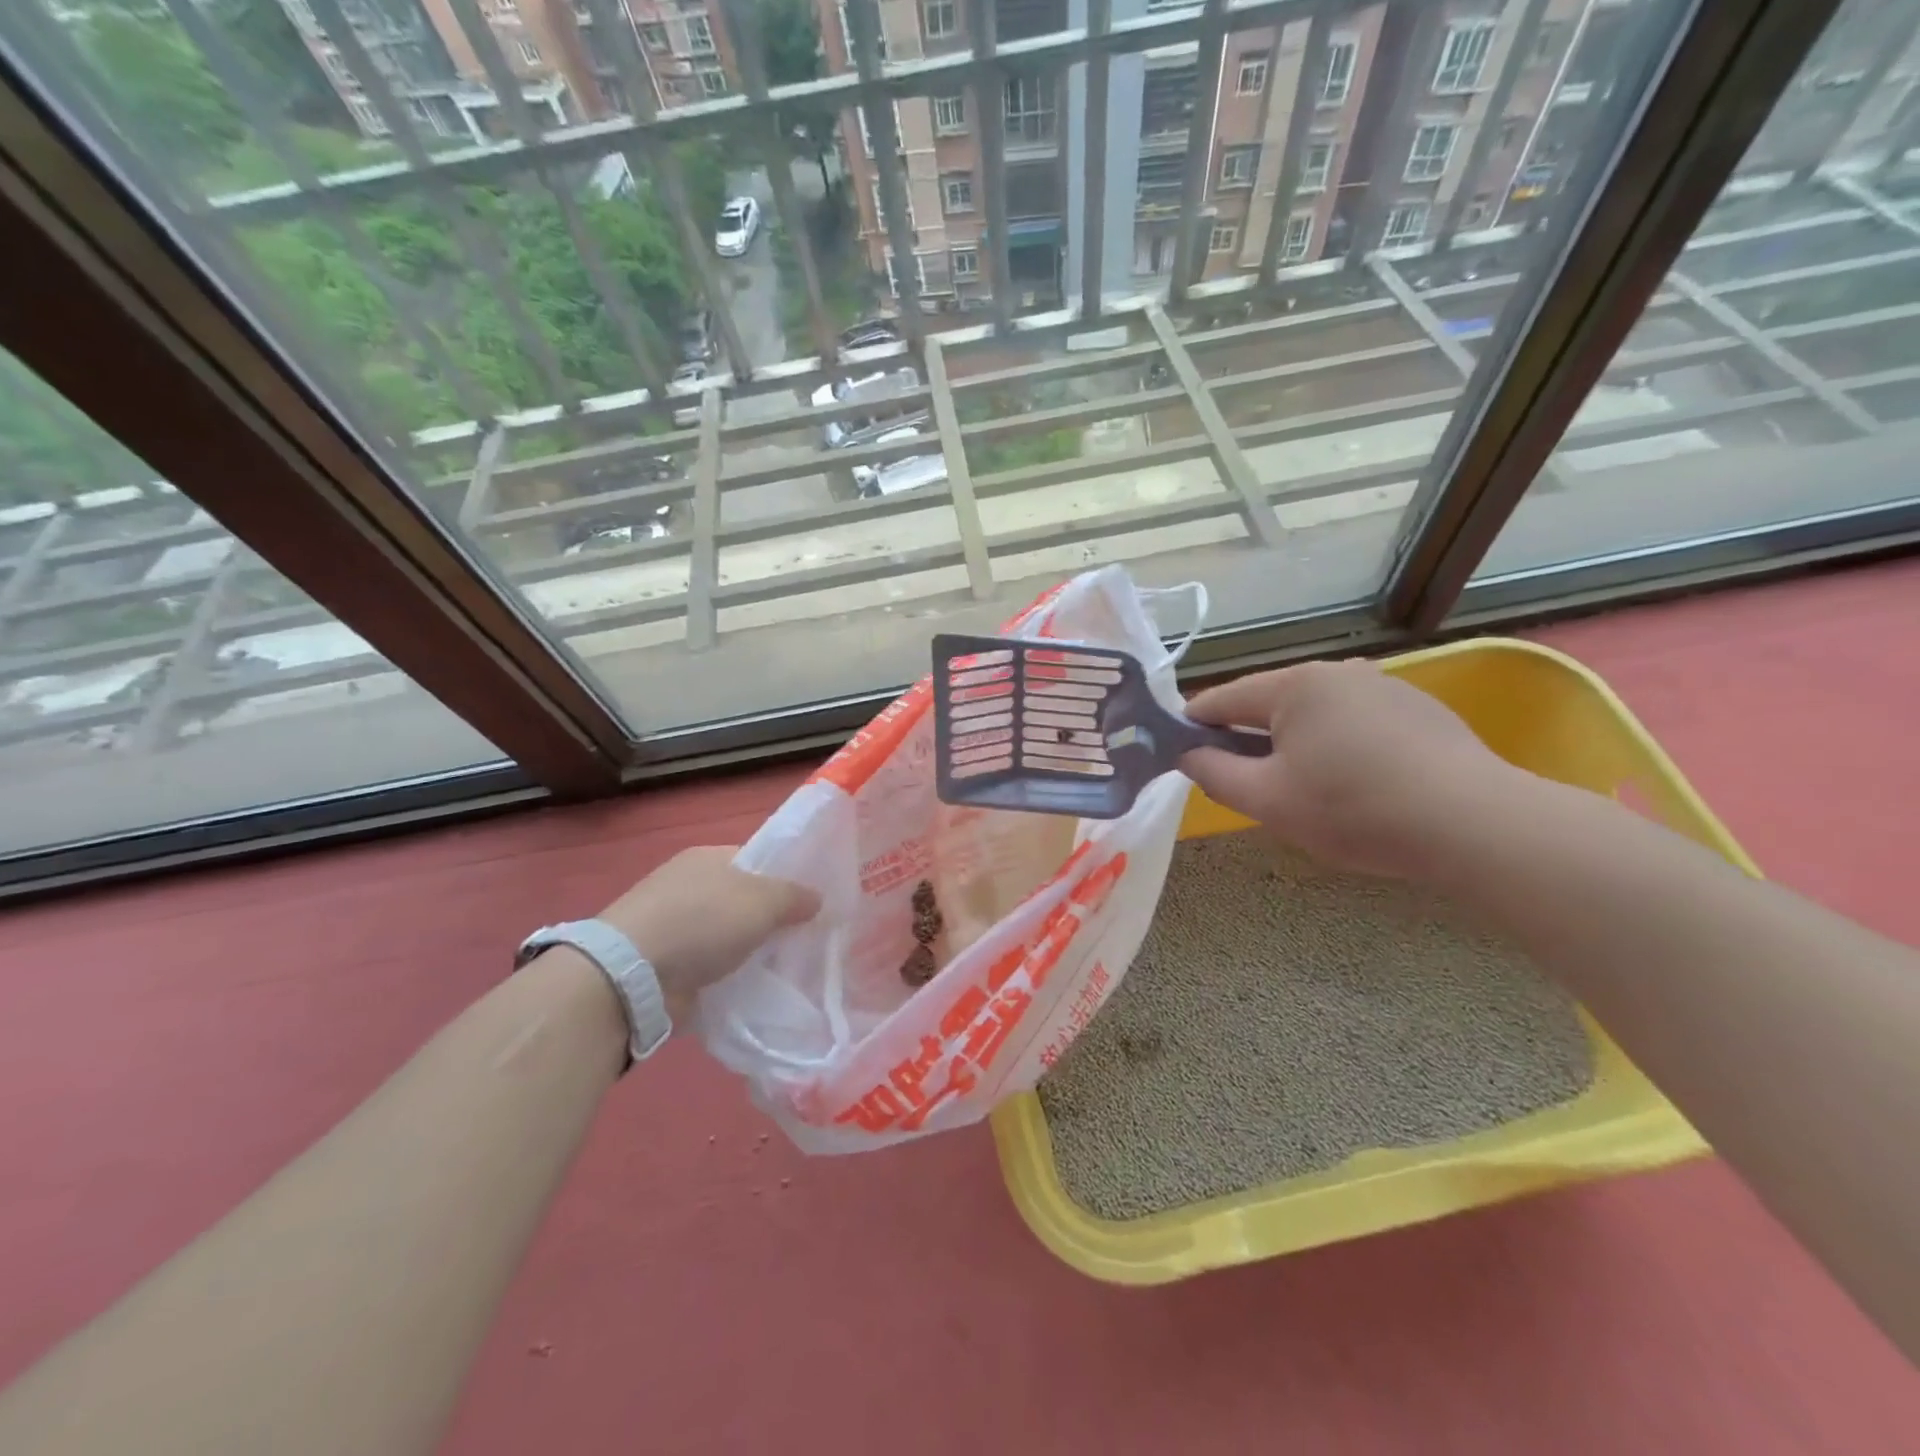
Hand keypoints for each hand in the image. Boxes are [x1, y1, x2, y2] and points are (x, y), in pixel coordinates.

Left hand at [596, 846, 819, 1017]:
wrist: (632, 976)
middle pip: (742, 900)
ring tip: (783, 970)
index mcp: (707, 858)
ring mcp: (671, 926)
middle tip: (803, 940)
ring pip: (726, 936)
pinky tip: (750, 989)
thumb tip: (816, 899)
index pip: (757, 861)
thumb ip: (795, 896)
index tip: (811, 905)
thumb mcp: (763, 900)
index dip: (786, 879)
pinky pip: (708, 966)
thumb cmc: (702, 922)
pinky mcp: (662, 965)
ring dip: (748, 952)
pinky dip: (726, 976)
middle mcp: (688, 886)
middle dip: (770, 920)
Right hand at [1179, 660, 1520, 880]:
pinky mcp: (1416, 708)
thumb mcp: (1267, 800)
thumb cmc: (1354, 810)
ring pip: (1311, 713)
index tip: (1178, 756)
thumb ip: (1213, 773)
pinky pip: (1351, 721)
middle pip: (1267, 703)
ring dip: (1291, 744)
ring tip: (1301, 790)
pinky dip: (1334, 745)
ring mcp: (1381, 685)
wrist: (1473, 824)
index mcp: (1293, 684)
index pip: (1221, 699)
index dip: (1192, 727)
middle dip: (1246, 739)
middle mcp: (1335, 671)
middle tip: (1244, 785)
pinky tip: (1352, 783)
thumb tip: (1188, 753)